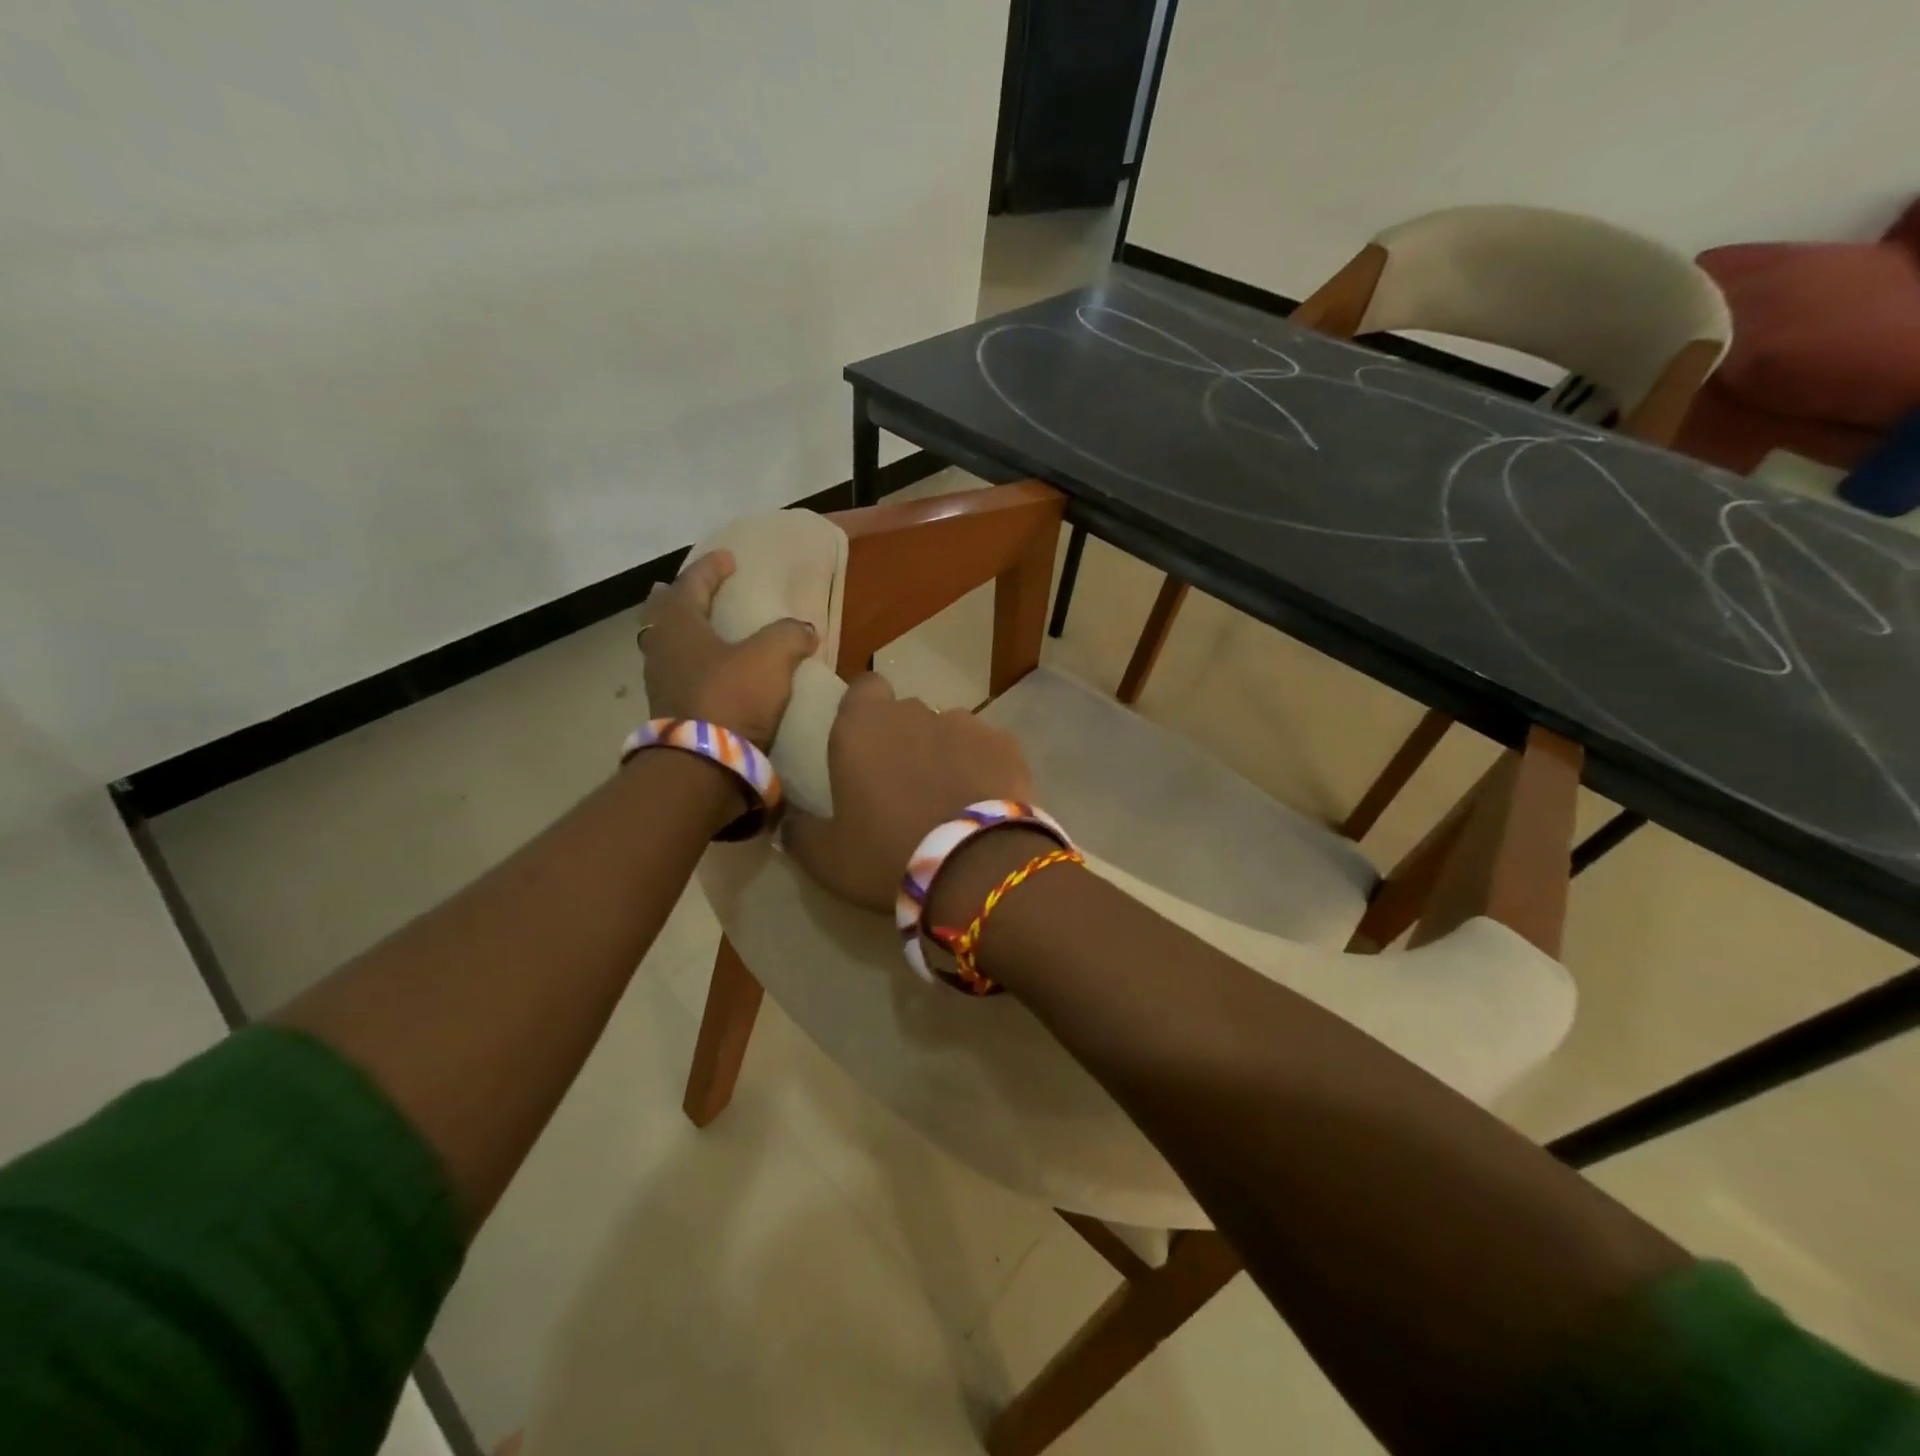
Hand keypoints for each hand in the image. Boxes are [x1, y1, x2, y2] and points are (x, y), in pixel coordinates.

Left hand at [638, 551, 816, 748]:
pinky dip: (693, 665)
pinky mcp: (671, 714)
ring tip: (704, 630)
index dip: (710, 568)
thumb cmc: (731, 697)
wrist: (705, 765)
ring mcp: (661, 685)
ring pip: (666, 646)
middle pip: (662, 614)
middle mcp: (661, 650)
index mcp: (678, 625)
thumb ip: (789, 635)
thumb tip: (803, 629)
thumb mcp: (771, 657)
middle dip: (678, 598)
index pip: (690, 584)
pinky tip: (712, 673)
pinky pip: (678, 676)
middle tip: (692, 590)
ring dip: (683, 633)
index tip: (728, 558)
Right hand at [785, 674, 1032, 911]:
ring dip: (945, 753)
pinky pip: (987, 749)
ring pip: (949, 730)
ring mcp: (966, 724)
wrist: (975, 869)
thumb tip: (789, 820)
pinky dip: (983, 768)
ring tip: (950, 798)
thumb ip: (800, 831)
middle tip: (905, 785)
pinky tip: (984, 804)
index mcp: (862, 727)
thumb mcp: (825, 858)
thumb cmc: (887, 856)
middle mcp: (914, 712)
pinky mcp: (1007, 744)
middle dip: (905, 738)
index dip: (864, 709)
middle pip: (906, 713)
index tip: (865, 743)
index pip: (863, 688)